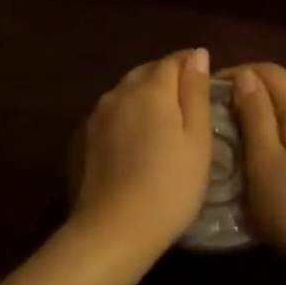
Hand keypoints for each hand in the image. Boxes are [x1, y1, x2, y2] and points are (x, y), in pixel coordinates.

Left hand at [70, 49, 214, 260]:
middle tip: (186, 99)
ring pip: (124, 92)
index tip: (204, 77)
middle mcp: (119, 92)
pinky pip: (109, 114)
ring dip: (143, 96)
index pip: (173, 60)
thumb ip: (196, 93)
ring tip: (161, 120)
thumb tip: (197, 54)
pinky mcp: (81, 138)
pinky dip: (125, 117)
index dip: (190, 63)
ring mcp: (95, 115)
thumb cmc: (170, 186)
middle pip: (146, 72)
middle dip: (166, 77)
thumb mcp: (197, 141)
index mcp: (151, 89)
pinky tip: (133, 140)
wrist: (113, 230)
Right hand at [230, 64, 285, 278]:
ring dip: (257, 118)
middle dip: (246, 95)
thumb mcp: (264, 159)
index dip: (237, 73)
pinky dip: (272, 138)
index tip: (207, 92)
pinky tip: (254, 160)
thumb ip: (255, 115)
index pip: (271, 71)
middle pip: (281, 91)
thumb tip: (246, 76)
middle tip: (212, 117)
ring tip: (227, 137)